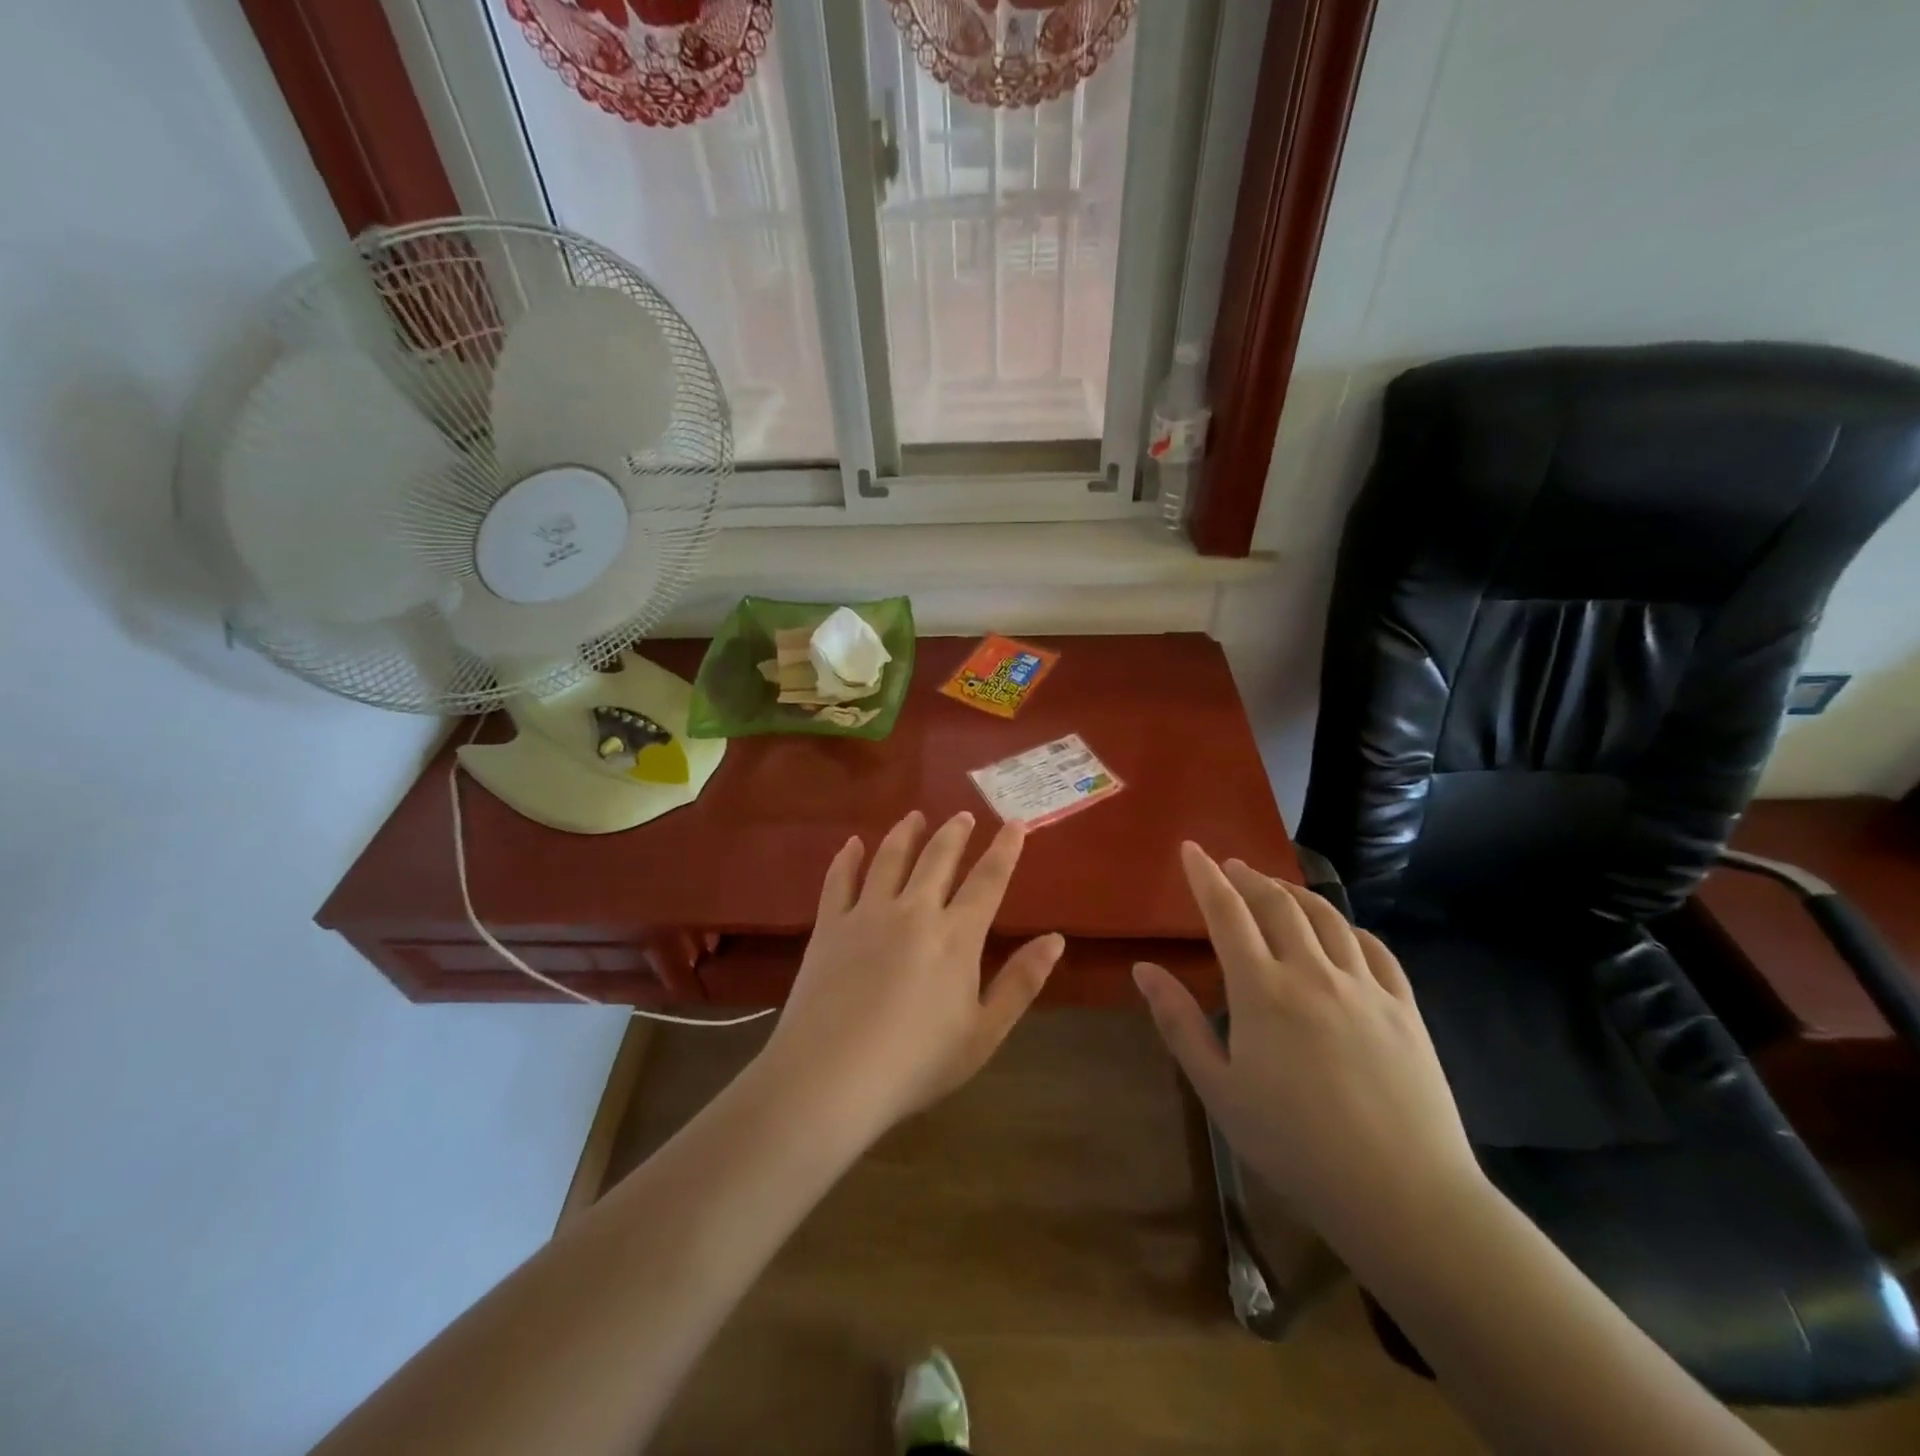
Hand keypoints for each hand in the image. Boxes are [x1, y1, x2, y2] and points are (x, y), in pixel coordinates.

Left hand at [760, 810, 1064, 1136]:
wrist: (832, 1077)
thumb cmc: (917, 1063)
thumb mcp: (983, 1033)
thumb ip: (1021, 983)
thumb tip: (1056, 940)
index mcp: (956, 936)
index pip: (988, 880)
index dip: (1004, 850)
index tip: (1014, 824)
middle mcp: (914, 911)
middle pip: (938, 858)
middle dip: (955, 832)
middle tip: (963, 815)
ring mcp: (867, 914)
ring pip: (890, 858)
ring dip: (906, 832)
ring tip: (915, 815)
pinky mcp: (829, 925)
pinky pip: (839, 879)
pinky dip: (847, 857)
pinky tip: (853, 843)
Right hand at [1133, 844, 1480, 1234]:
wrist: (1403, 1196)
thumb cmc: (1294, 1146)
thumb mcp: (1218, 1089)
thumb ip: (1179, 1023)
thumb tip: (1143, 969)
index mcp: (1263, 991)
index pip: (1227, 914)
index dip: (1206, 877)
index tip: (1190, 849)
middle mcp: (1313, 973)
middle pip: (1278, 904)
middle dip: (1249, 877)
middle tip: (1230, 866)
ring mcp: (1365, 987)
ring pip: (1328, 918)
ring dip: (1295, 892)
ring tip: (1276, 887)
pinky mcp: (1404, 1008)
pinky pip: (1375, 949)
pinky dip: (1349, 927)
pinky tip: (1340, 930)